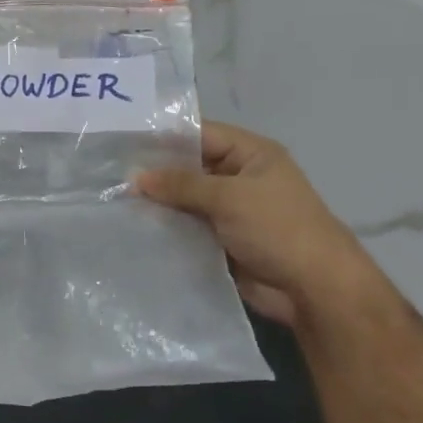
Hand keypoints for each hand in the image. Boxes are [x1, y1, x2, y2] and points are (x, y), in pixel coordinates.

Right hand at [136, 122, 374, 326]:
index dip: (165, 137)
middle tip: (110, 174)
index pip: (201, 134)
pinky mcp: (220, 240)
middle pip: (190, 167)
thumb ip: (181, 184)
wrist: (312, 288)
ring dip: (157, 203)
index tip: (124, 143)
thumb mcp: (229, 197)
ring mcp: (229, 211)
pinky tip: (133, 226)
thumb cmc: (277, 228)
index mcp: (251, 155)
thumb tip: (136, 177)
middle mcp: (239, 178)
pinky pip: (187, 227)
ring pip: (185, 200)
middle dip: (155, 173)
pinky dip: (165, 228)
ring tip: (114, 200)